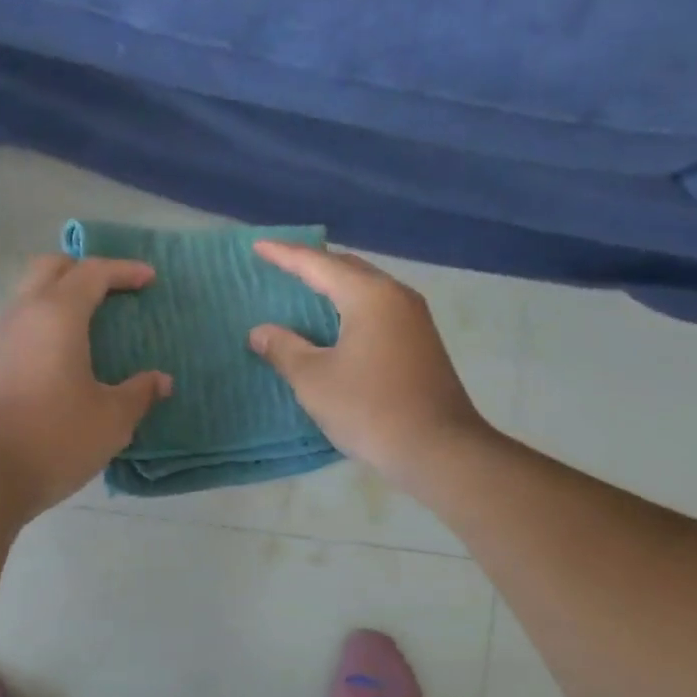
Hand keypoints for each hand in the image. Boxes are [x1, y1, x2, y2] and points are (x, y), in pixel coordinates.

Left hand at [0, 255, 171, 520]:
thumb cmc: (55, 438)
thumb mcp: (112, 419)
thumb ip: (139, 393)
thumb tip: (160, 381)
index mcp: (58, 316)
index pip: (92, 273)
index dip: (124, 270)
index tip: (149, 278)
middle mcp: (24, 315)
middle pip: (51, 268)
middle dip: (84, 270)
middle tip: (113, 290)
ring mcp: (0, 338)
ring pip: (30, 294)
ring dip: (61, 295)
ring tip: (92, 321)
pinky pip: (22, 323)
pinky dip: (46, 321)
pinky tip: (65, 353)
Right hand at [248, 243, 489, 490]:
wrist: (438, 449)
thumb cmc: (370, 409)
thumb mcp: (314, 380)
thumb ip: (284, 349)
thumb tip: (260, 331)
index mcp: (369, 296)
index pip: (318, 264)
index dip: (284, 255)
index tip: (258, 246)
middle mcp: (396, 297)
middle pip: (348, 269)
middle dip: (313, 265)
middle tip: (281, 265)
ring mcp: (415, 319)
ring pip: (367, 289)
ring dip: (335, 286)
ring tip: (305, 290)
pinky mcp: (421, 342)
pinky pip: (379, 310)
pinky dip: (351, 307)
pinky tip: (337, 325)